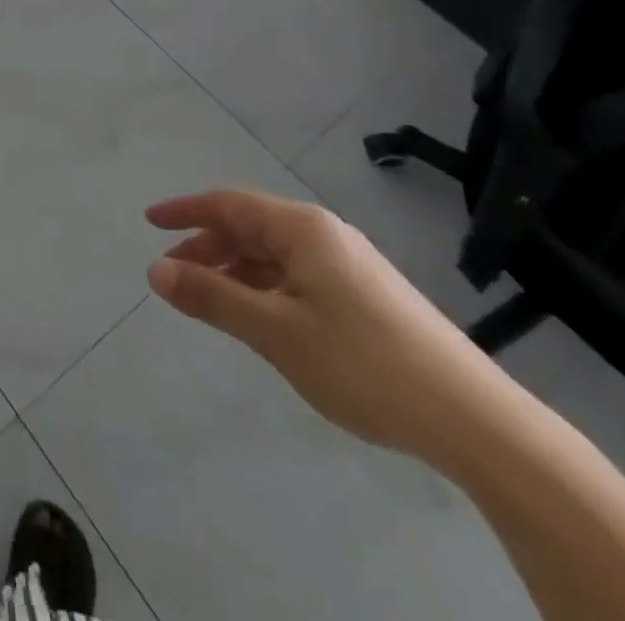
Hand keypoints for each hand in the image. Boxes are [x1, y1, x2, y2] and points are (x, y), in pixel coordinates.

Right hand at [145, 189, 520, 467]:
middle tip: (174, 275)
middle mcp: (325, 234)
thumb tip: (156, 270)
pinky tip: (263, 320)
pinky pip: (298, 275)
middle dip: (207, 246)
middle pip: (251, 226)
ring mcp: (350, 264)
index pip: (228, 204)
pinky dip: (265, 288)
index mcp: (302, 228)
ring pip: (275, 254)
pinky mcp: (368, 295)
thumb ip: (212, 297)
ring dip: (236, 271)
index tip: (149, 222)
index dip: (185, 211)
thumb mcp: (275, 331)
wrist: (475, 420)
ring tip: (212, 303)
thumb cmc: (363, 363)